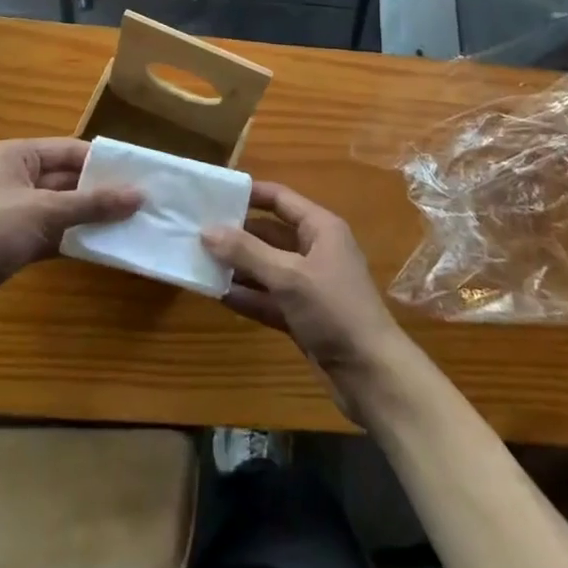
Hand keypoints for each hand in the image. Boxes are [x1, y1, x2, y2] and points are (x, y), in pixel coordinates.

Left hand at [0, 138, 140, 327]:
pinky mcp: (13, 242)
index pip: (71, 151)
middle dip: (101, 193)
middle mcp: (17, 177)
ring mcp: (14, 211)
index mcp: (18, 155)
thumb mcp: (43, 211)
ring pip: (62, 209)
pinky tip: (103, 248)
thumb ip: (92, 204)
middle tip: (142, 205)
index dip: (105, 164)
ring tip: (131, 226)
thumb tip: (140, 195)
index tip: (140, 177)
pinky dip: (74, 240)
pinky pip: (52, 234)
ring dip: (90, 218)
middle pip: (68, 180)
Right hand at [203, 182, 409, 420]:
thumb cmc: (334, 310)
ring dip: (237, 266)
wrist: (371, 374)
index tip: (214, 193)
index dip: (249, 194)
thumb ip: (247, 252)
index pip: (280, 199)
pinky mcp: (301, 315)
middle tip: (196, 230)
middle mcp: (314, 250)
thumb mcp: (288, 276)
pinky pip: (268, 297)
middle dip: (236, 233)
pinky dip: (246, 295)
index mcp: (320, 228)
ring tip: (198, 260)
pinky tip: (216, 294)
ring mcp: (307, 284)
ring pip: (266, 267)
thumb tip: (206, 230)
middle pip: (269, 233)